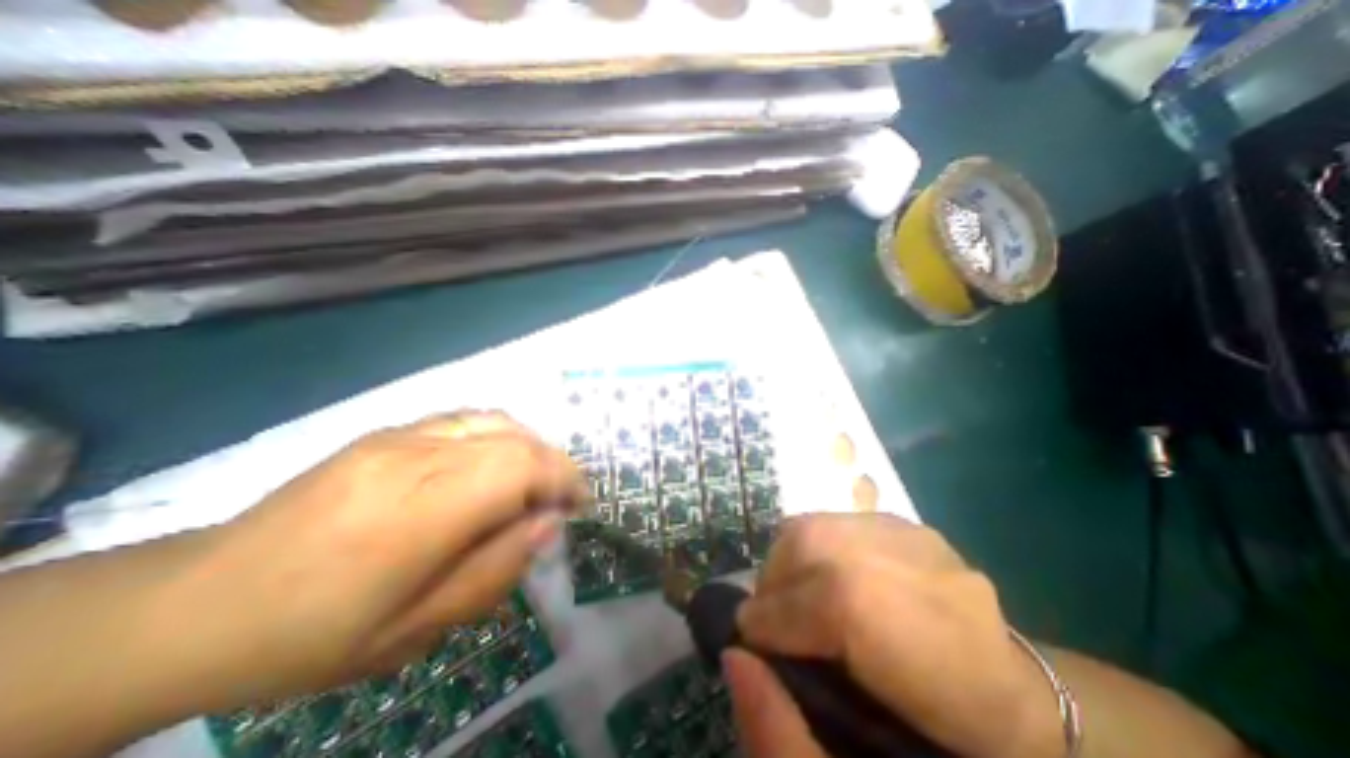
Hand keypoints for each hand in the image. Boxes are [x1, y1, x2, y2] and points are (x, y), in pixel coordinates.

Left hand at [174, 413, 583, 707]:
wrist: (196, 604)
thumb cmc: (313, 634)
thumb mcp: (416, 629)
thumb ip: (496, 569)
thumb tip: (547, 524)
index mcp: (422, 511)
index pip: (522, 467)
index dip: (564, 478)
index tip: (578, 505)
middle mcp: (418, 457)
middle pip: (515, 439)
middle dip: (554, 464)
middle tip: (561, 498)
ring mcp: (400, 436)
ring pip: (496, 421)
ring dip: (530, 447)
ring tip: (533, 481)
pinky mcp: (387, 431)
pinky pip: (466, 419)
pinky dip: (499, 435)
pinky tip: (493, 464)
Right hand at [729, 514, 1066, 756]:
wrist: (1018, 691)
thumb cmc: (939, 721)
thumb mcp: (864, 740)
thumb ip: (791, 706)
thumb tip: (736, 651)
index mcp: (909, 637)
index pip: (820, 604)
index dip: (770, 618)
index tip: (746, 633)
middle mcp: (908, 570)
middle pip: (808, 544)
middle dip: (773, 577)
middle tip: (767, 610)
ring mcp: (908, 535)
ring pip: (816, 525)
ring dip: (788, 556)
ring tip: (790, 588)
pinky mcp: (904, 523)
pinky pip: (834, 520)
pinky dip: (811, 543)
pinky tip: (820, 570)